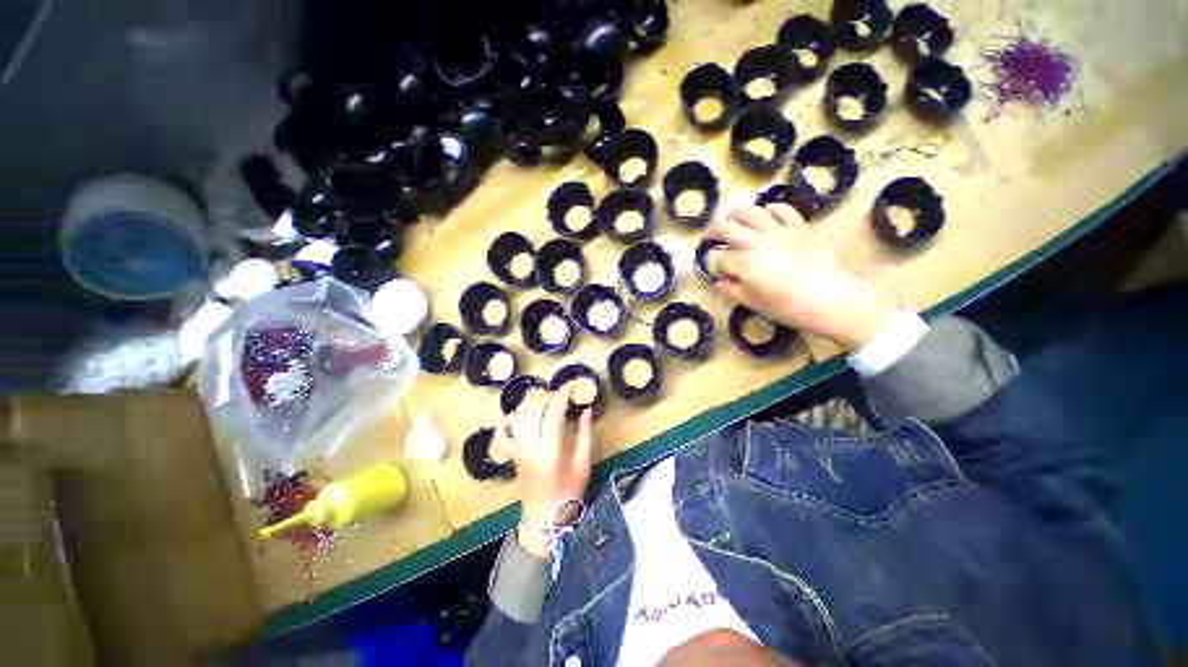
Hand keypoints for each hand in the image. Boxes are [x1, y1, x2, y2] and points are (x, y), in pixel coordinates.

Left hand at [498, 382, 593, 558]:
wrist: (545, 517)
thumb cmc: (569, 492)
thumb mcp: (583, 463)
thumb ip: (585, 434)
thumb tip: (587, 411)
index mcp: (549, 449)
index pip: (553, 412)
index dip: (562, 395)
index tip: (571, 385)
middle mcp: (530, 446)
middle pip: (534, 411)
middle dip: (547, 397)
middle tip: (560, 393)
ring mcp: (518, 450)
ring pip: (518, 418)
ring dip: (530, 405)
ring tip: (543, 401)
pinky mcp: (513, 455)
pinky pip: (503, 435)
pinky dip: (506, 422)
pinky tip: (515, 415)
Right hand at [707, 203, 899, 350]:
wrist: (832, 299)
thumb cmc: (789, 307)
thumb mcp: (754, 304)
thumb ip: (732, 290)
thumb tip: (718, 282)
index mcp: (745, 264)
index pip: (720, 259)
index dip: (715, 265)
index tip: (719, 273)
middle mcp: (757, 242)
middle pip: (727, 228)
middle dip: (713, 232)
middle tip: (710, 237)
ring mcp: (779, 231)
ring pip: (750, 211)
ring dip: (736, 215)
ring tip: (733, 220)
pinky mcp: (799, 226)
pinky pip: (781, 209)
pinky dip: (769, 210)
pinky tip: (765, 216)